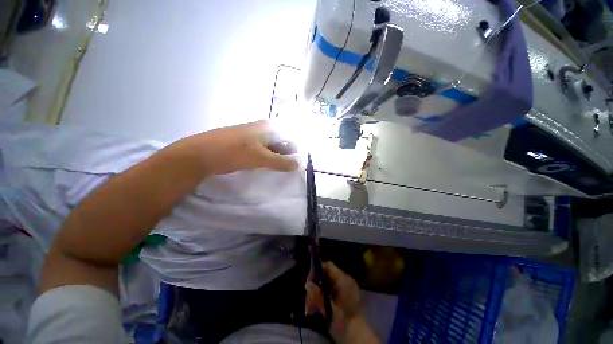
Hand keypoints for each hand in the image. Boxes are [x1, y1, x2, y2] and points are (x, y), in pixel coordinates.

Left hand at [173, 120, 298, 174]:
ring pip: (271, 147)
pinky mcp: (244, 145)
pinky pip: (261, 151)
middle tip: (291, 168)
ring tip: (281, 169)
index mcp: (267, 127)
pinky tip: (268, 167)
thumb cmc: (234, 152)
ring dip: (276, 157)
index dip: (295, 148)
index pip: (289, 136)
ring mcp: (252, 136)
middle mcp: (261, 129)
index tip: (298, 161)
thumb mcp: (260, 158)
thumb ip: (281, 162)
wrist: (200, 155)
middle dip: (286, 154)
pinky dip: (267, 158)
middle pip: (280, 141)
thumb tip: (299, 165)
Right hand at [306, 262, 378, 342]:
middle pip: (326, 275)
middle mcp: (345, 280)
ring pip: (326, 284)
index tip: (308, 281)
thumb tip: (307, 283)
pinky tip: (317, 307)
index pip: (328, 265)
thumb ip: (318, 295)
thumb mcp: (329, 309)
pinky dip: (322, 296)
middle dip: (315, 284)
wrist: (358, 337)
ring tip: (310, 305)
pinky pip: (330, 291)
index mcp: (343, 280)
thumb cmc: (344, 322)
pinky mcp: (343, 297)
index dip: (317, 270)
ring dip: (317, 292)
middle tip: (307, 297)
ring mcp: (345, 288)